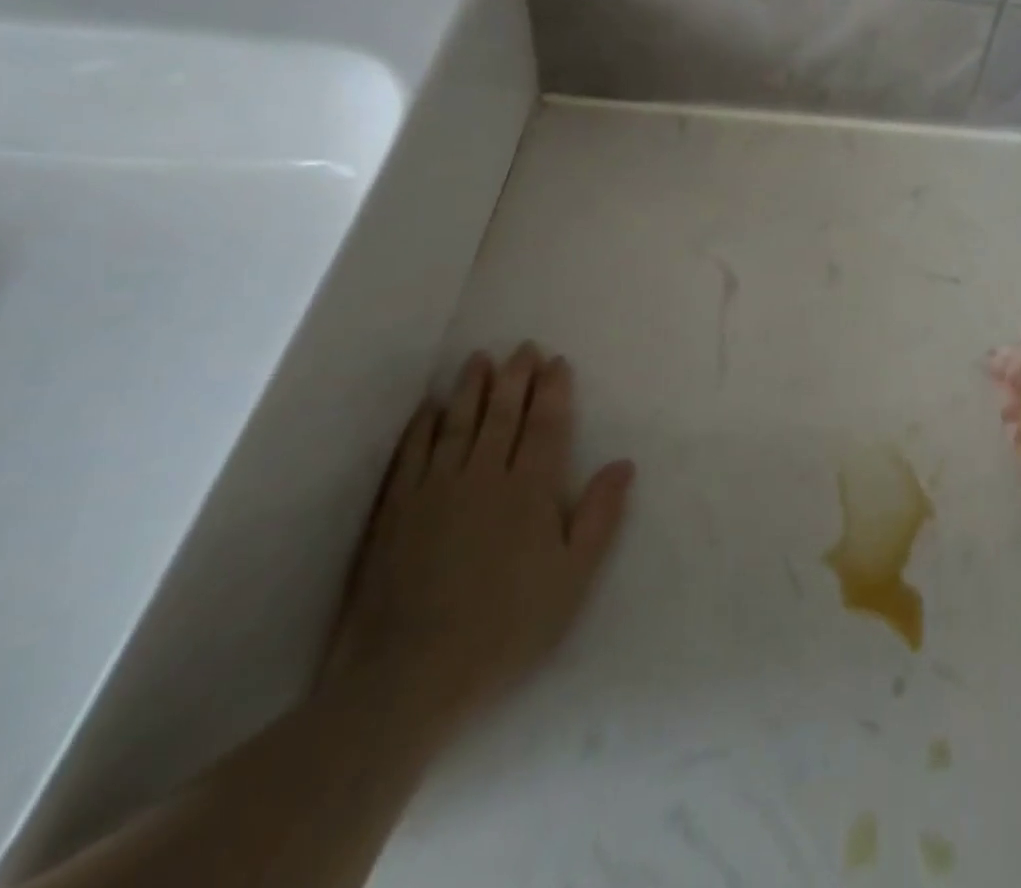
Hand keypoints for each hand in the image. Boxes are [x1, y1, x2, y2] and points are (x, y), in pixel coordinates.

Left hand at [318, 346, 634, 749]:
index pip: (545, 426)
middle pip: (502, 414)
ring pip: (458, 423)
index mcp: (529, 490)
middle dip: (516, 377)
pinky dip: (422, 425)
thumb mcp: (572, 578)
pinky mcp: (397, 509)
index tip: (557, 362)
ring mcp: (435, 488)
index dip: (554, 390)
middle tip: (523, 347)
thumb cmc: (507, 627)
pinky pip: (412, 452)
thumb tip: (623, 463)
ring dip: (471, 388)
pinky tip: (429, 407)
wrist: (410, 673)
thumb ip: (600, 516)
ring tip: (479, 358)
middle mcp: (483, 475)